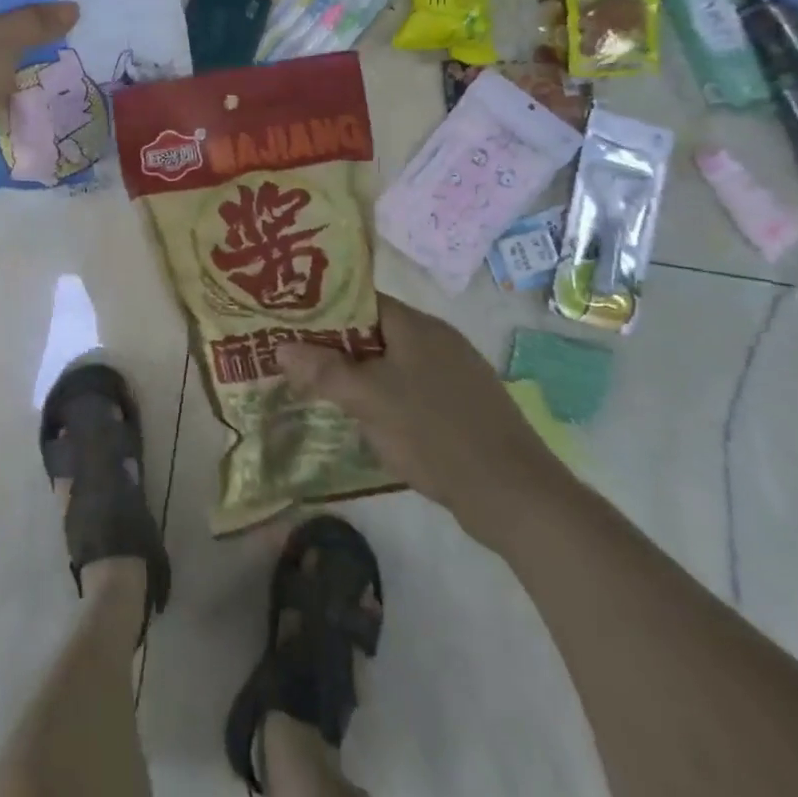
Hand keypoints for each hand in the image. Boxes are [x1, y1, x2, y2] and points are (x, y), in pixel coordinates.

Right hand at [278, 295, 570, 550]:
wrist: (516, 496)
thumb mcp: (369, 400)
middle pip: (375, 331)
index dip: (324, 308)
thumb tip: (280, 347)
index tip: (291, 322)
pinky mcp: (465, 406)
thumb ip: (324, 371)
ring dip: (361, 374)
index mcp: (417, 326)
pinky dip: (387, 396)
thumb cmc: (435, 433)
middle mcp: (438, 340)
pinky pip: (413, 388)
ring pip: (394, 362)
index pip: (361, 300)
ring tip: (323, 389)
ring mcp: (456, 373)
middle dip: (336, 345)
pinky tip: (370, 421)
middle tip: (298, 359)